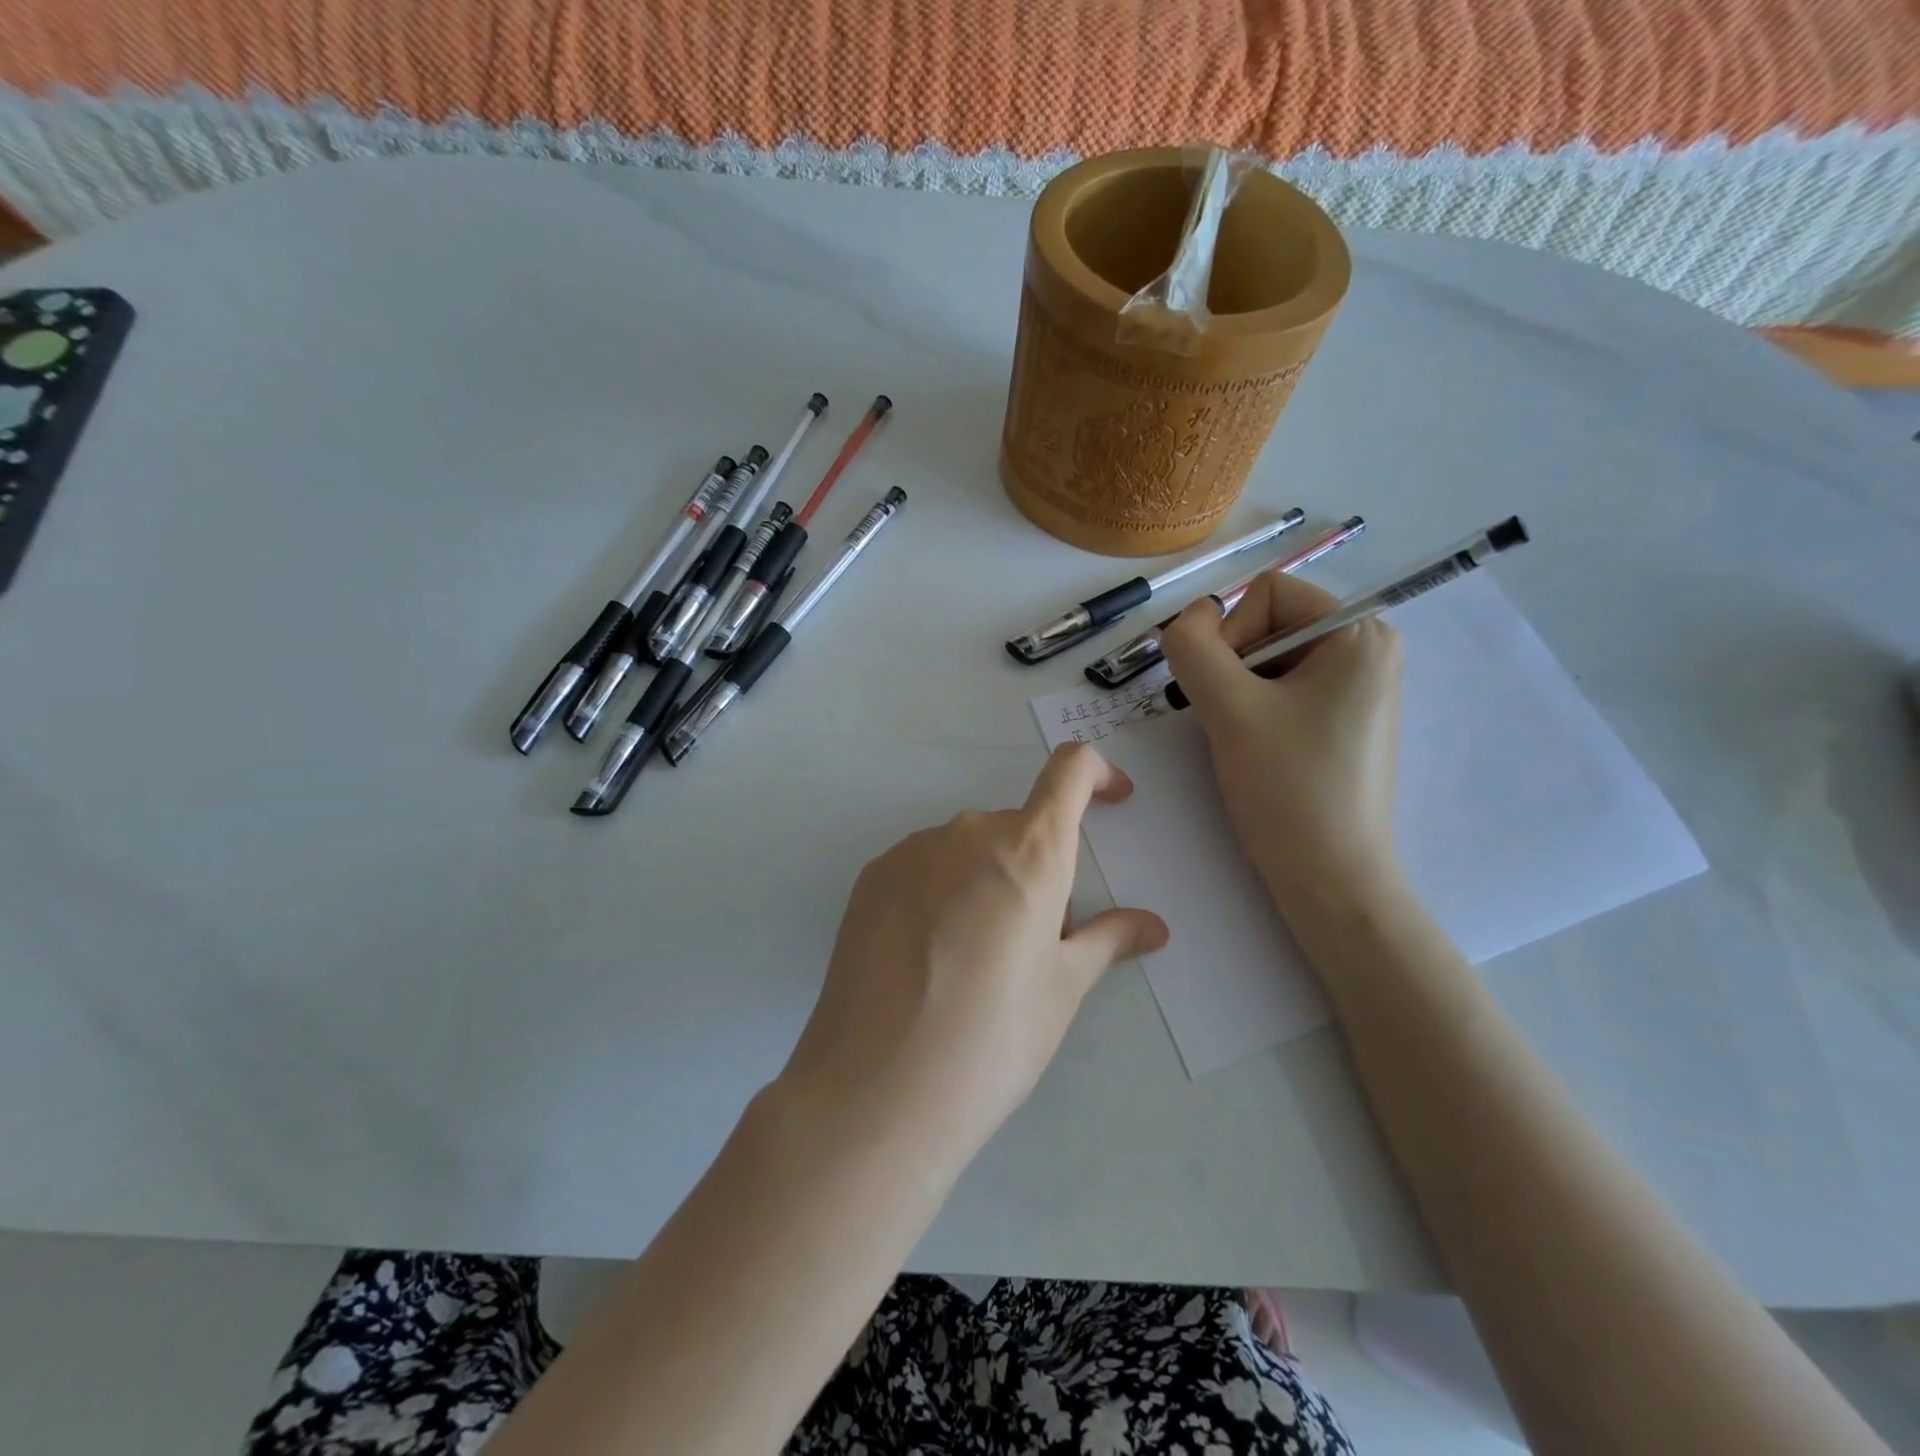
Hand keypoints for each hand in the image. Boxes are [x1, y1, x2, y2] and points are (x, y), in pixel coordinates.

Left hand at [774, 744, 1168, 1177]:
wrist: (876, 1088)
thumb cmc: (992, 1038)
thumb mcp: (1062, 989)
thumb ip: (1108, 940)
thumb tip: (1153, 925)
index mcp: (1029, 849)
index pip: (1070, 771)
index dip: (1098, 774)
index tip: (1113, 801)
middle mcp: (968, 832)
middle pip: (1018, 828)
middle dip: (1038, 868)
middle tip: (1034, 942)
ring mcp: (911, 851)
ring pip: (968, 850)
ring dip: (987, 881)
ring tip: (973, 960)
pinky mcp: (871, 876)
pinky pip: (924, 867)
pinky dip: (942, 892)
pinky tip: (927, 958)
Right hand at [1159, 569, 1404, 911]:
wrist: (1330, 877)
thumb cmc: (1287, 787)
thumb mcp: (1228, 708)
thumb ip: (1194, 647)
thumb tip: (1189, 617)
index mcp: (1359, 632)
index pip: (1266, 594)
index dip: (1230, 636)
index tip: (1229, 694)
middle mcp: (1367, 648)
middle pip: (1267, 623)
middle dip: (1233, 667)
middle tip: (1233, 720)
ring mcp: (1357, 685)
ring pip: (1267, 658)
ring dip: (1238, 692)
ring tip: (1245, 738)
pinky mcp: (1343, 718)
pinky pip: (1282, 688)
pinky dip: (1255, 709)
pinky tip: (1258, 747)